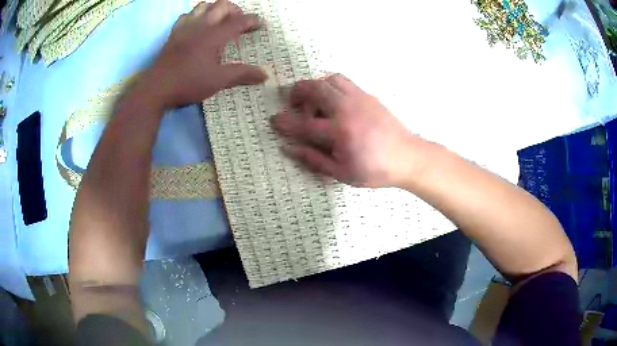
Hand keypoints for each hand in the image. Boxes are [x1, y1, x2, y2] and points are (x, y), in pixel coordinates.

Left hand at [140, 0, 266, 107]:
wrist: (157, 89)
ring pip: (203, 6)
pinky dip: (195, 16)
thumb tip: (265, 75)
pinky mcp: (174, 34)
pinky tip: (197, 26)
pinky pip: (186, 16)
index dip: (253, 21)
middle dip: (235, 10)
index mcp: (214, 36)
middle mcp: (201, 26)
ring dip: (215, 9)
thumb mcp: (218, 81)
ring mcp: (185, 28)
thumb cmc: (188, 84)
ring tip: (220, 21)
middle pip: (222, 5)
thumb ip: (242, 74)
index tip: (262, 25)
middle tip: (239, 23)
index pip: (239, 21)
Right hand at [272, 74, 423, 187]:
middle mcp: (347, 109)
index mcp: (340, 132)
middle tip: (294, 103)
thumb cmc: (374, 170)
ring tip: (315, 102)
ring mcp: (359, 99)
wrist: (407, 157)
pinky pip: (343, 81)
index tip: (274, 120)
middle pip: (315, 89)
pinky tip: (333, 101)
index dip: (286, 122)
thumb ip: (314, 159)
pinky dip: (331, 85)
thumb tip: (289, 148)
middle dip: (297, 92)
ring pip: (329, 79)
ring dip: (315, 86)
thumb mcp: (342, 173)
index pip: (304, 124)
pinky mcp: (368, 95)